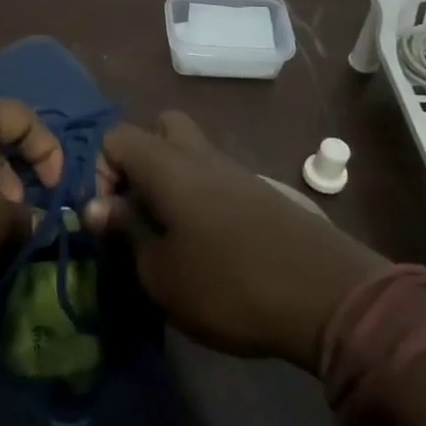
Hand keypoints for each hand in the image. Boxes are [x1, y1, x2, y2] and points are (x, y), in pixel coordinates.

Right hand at [86, 111, 390, 369]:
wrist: (329, 298)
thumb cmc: (229, 285)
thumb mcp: (160, 273)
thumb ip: (125, 232)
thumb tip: (95, 206)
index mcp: (167, 166)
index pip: (116, 137)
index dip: (99, 170)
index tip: (110, 216)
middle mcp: (200, 156)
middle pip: (161, 127)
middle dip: (141, 160)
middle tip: (140, 207)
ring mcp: (237, 171)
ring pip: (192, 154)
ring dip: (172, 182)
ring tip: (171, 235)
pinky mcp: (263, 194)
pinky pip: (218, 179)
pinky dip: (202, 198)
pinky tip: (209, 244)